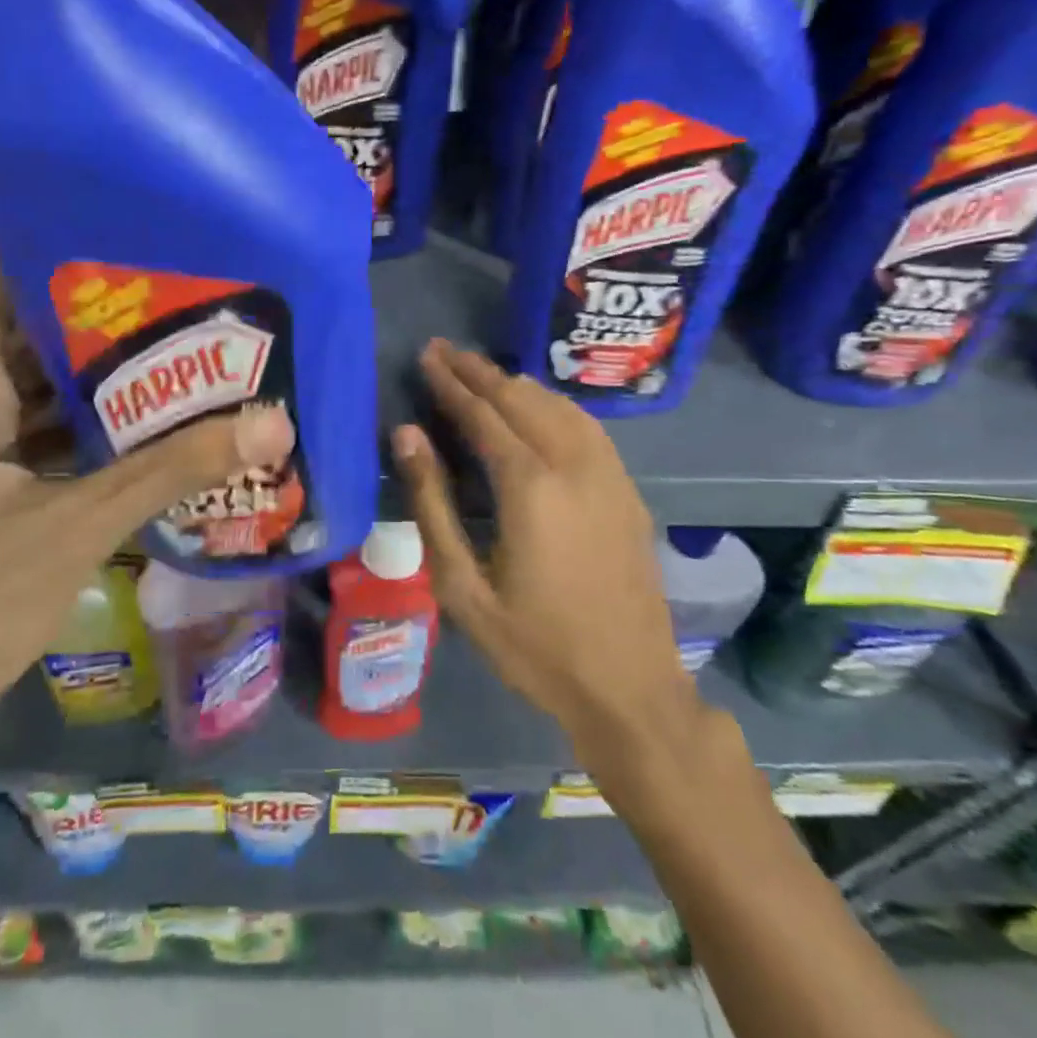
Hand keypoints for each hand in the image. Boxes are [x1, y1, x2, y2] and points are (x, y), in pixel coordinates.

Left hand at [0, 290, 294, 760]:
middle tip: (192, 298)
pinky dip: (96, 427)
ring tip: (190, 347)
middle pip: (32, 338)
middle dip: (109, 322)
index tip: (148, 248)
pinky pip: (48, 434)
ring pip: (44, 389)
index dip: (71, 263)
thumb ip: (171, 471)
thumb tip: (271, 423)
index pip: (4, 291)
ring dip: (109, 379)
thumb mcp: (74, 529)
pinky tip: (160, 419)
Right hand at [391, 339, 706, 778]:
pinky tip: (538, 407)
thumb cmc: (535, 645)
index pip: (482, 413)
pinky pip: (586, 425)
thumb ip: (432, 504)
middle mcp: (573, 465)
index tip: (428, 356)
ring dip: (516, 383)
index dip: (451, 382)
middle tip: (445, 350)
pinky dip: (552, 404)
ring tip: (482, 372)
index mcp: (530, 486)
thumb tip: (407, 435)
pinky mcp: (627, 489)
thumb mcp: (463, 587)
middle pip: (521, 398)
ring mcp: (608, 474)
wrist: (630, 687)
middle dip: (479, 371)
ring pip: (557, 405)